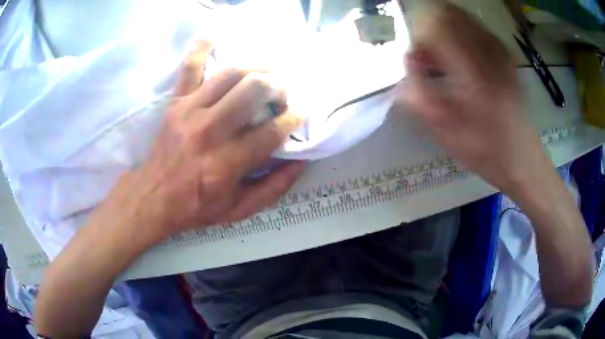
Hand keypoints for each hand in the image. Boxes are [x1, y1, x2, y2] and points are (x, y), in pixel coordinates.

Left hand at [106, 40, 305, 243]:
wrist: (154, 197)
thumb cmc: (198, 206)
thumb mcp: (240, 209)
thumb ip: (274, 187)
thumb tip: (302, 161)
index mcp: (227, 164)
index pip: (271, 131)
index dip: (293, 118)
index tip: (299, 114)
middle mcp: (209, 132)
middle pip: (254, 90)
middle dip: (277, 88)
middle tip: (280, 96)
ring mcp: (190, 112)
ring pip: (231, 73)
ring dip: (256, 69)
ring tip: (264, 75)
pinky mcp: (176, 103)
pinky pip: (189, 68)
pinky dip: (201, 49)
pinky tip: (214, 37)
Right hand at [395, 3, 548, 194]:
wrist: (524, 160)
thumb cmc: (486, 155)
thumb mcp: (447, 135)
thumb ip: (421, 95)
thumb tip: (408, 59)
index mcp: (474, 79)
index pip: (436, 27)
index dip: (420, 37)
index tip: (420, 60)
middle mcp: (489, 57)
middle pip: (447, 14)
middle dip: (430, 30)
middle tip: (431, 58)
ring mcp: (500, 53)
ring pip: (461, 17)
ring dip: (445, 30)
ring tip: (447, 59)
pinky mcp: (506, 55)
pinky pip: (476, 27)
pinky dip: (461, 33)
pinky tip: (463, 57)